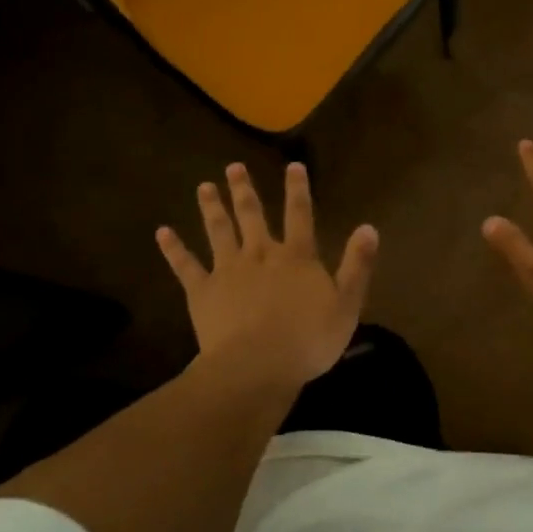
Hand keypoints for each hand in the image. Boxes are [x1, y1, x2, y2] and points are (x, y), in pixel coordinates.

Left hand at [157, 162, 377, 393]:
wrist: (257, 366)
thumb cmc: (308, 340)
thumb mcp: (346, 304)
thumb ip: (357, 265)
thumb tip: (369, 228)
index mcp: (296, 257)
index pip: (299, 215)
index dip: (298, 189)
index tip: (292, 165)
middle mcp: (260, 254)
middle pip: (252, 215)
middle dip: (244, 190)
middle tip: (233, 167)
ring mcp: (227, 270)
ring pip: (218, 231)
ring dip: (211, 207)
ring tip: (204, 186)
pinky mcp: (202, 291)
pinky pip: (185, 265)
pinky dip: (174, 248)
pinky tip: (162, 232)